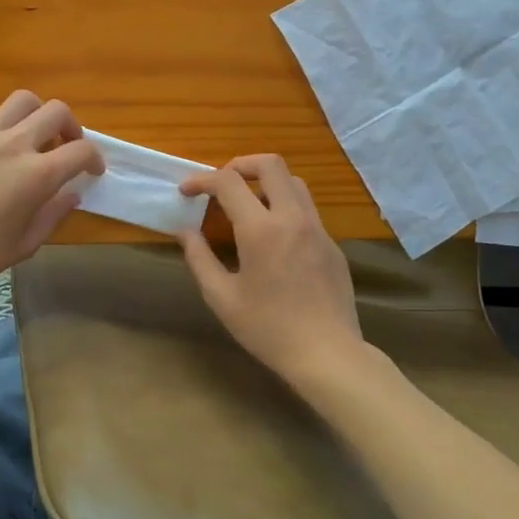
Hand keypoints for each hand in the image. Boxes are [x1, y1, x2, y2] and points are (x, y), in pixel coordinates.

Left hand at [0, 90, 103, 296]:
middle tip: (66, 146)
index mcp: (37, 175)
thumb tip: (71, 194)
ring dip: (35, 115)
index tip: (92, 170)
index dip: (94, 158)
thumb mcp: (24, 244)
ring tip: (31, 136)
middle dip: (71, 126)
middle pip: (56, 111)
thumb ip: (54, 214)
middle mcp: (14, 144)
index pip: (82, 151)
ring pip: (21, 101)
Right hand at [177, 154, 364, 391]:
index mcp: (261, 230)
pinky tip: (274, 237)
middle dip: (240, 164)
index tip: (187, 191)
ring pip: (294, 182)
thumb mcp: (222, 297)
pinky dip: (285, 206)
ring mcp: (318, 228)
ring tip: (248, 204)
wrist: (327, 354)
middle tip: (222, 184)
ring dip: (267, 182)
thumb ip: (199, 258)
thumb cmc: (268, 328)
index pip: (229, 182)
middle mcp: (292, 218)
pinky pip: (307, 209)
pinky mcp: (332, 244)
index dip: (202, 180)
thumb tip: (186, 231)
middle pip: (270, 164)